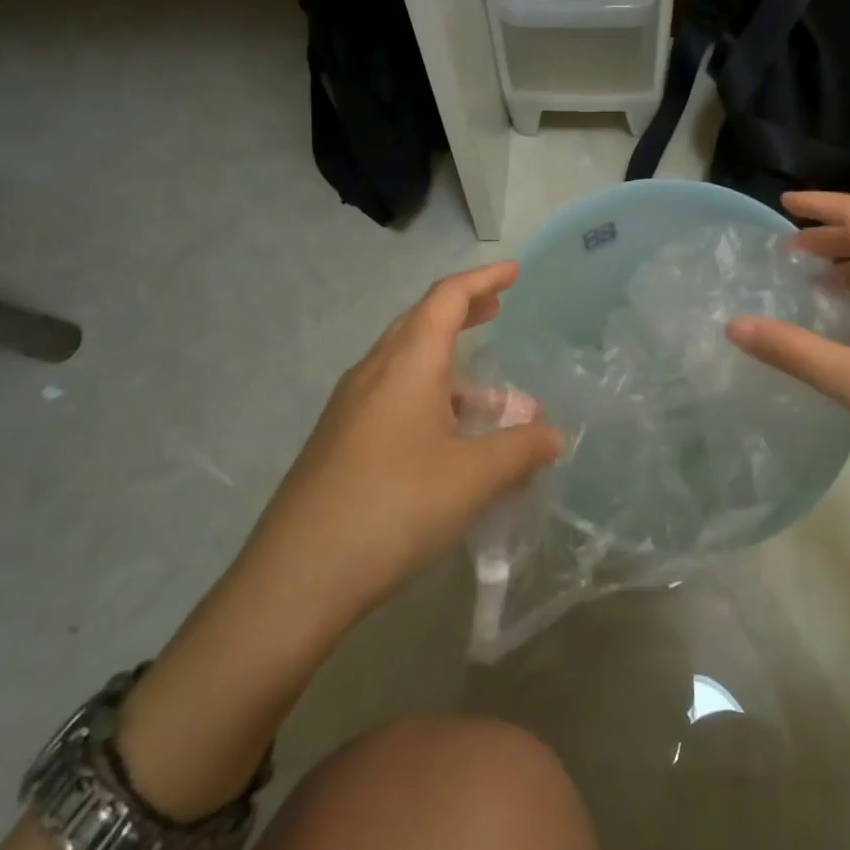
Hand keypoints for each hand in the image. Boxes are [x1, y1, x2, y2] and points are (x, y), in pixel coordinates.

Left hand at [237, 262, 564, 626]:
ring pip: (407, 365)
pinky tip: (448, 440)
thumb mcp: (472, 478)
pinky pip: (392, 399)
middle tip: (497, 311)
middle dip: (463, 312)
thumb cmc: (395, 506)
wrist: (296, 576)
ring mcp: (350, 407)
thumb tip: (553, 435)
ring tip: (490, 399)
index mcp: (407, 362)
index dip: (483, 279)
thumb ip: (520, 450)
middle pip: (421, 322)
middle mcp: (374, 372)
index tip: (514, 272)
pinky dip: (429, 400)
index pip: (447, 298)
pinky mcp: (339, 441)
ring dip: (450, 368)